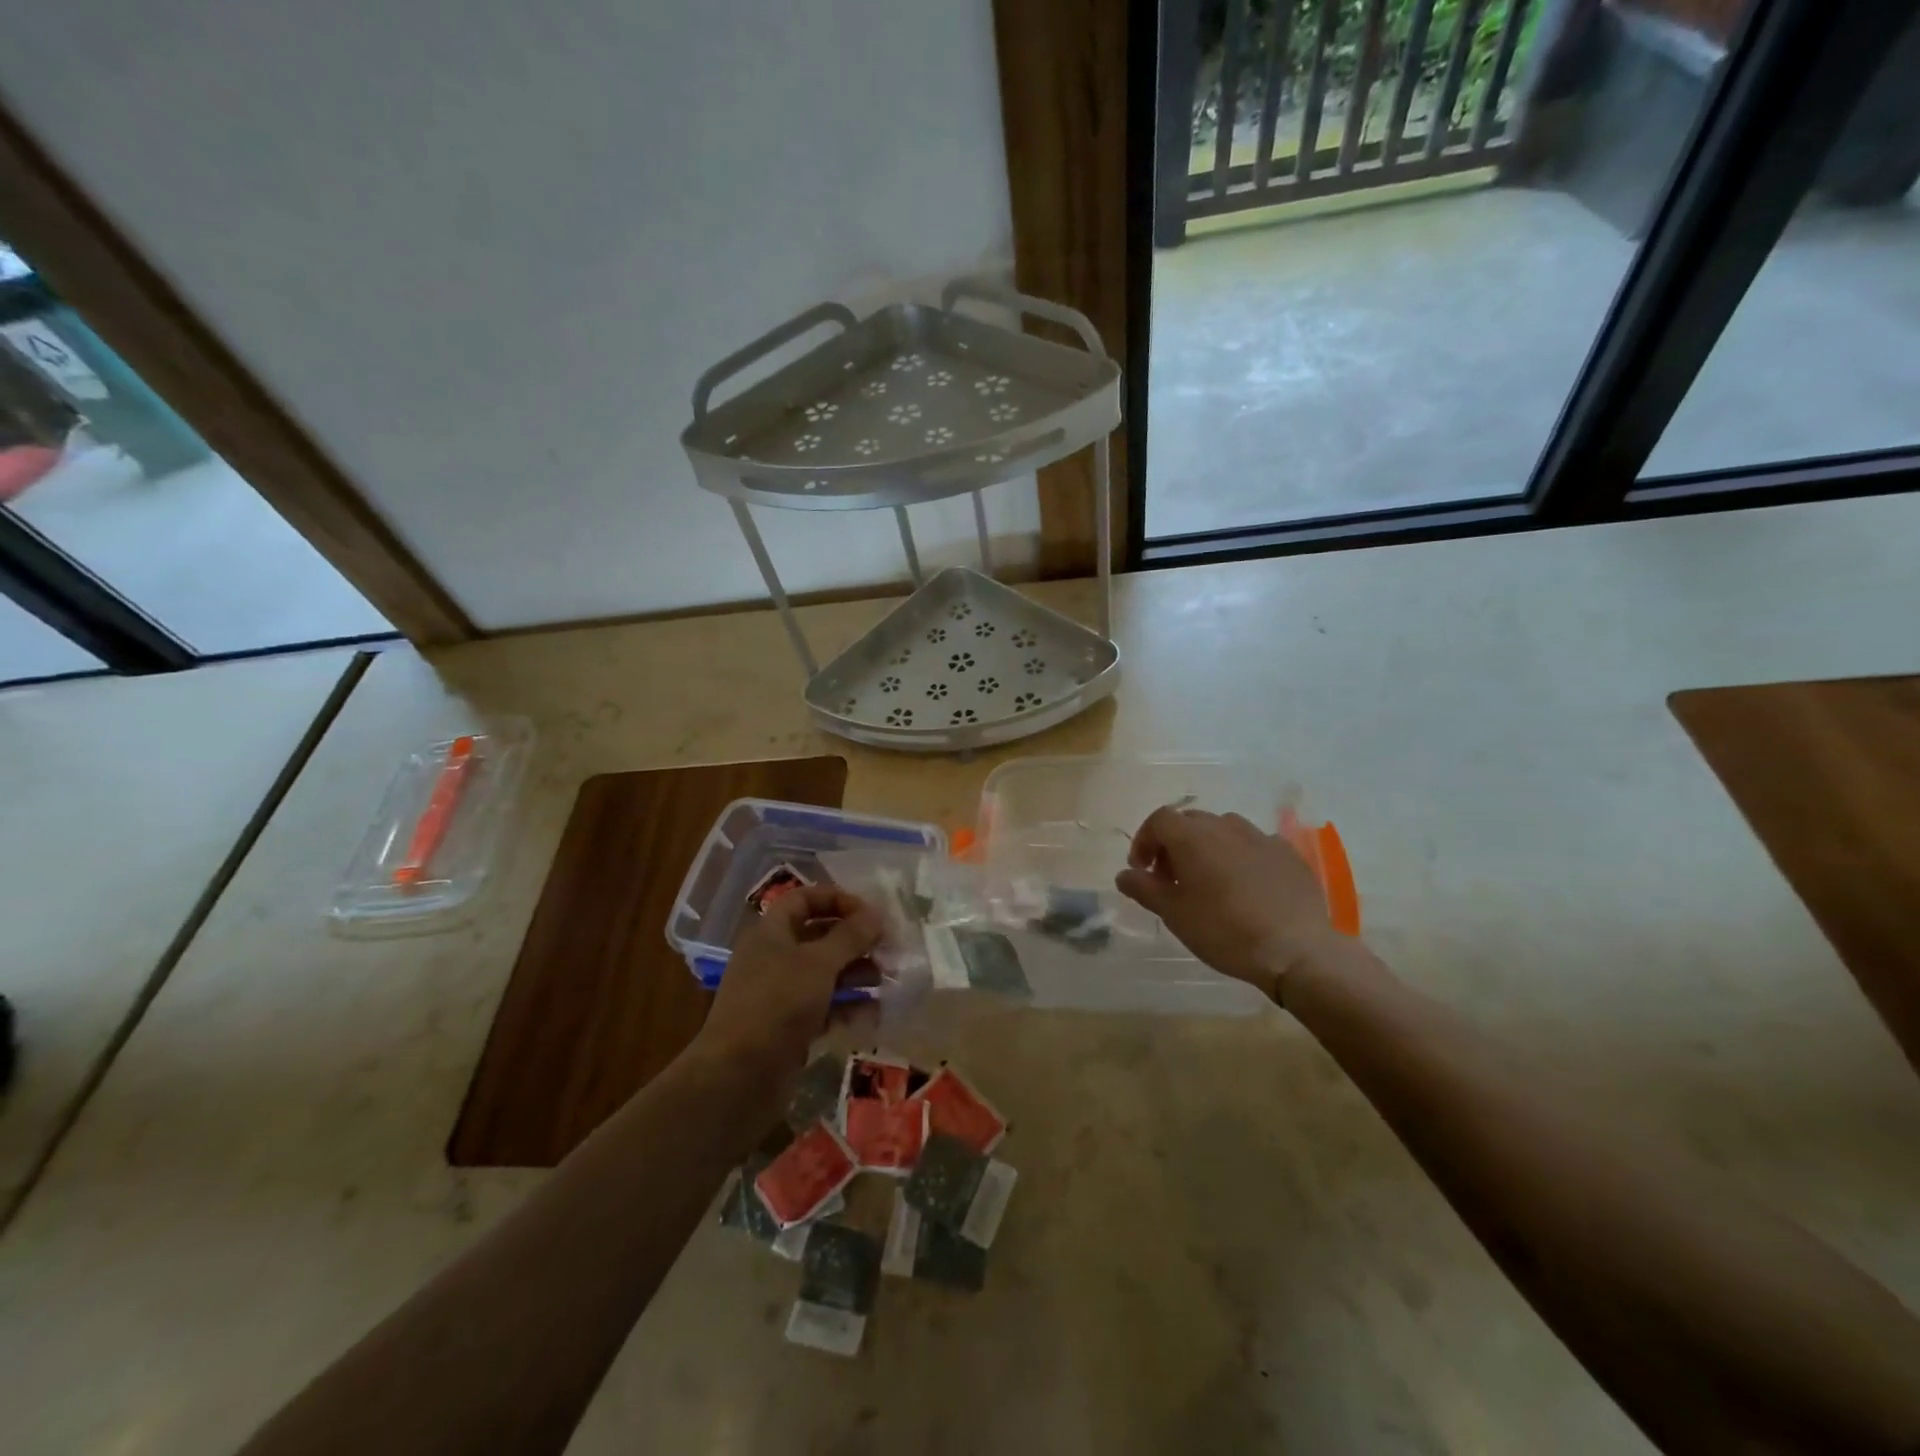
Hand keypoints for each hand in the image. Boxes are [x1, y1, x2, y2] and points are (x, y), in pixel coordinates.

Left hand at [693, 885, 882, 1097]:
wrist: (739, 1077)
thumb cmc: (777, 1004)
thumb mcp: (818, 963)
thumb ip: (849, 936)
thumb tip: (875, 913)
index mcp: (770, 933)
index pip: (803, 899)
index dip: (836, 899)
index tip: (869, 913)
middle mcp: (773, 958)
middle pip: (818, 936)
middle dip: (853, 940)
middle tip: (886, 948)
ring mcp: (780, 995)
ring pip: (824, 973)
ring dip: (855, 973)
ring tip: (885, 979)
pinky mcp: (789, 1027)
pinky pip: (824, 1007)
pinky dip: (847, 1006)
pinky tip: (873, 1013)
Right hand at [1115, 806, 1335, 1001]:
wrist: (1296, 950)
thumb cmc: (1225, 931)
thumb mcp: (1174, 914)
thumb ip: (1144, 888)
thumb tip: (1124, 874)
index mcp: (1193, 837)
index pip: (1159, 820)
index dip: (1144, 841)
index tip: (1141, 870)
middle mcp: (1226, 826)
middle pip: (1190, 821)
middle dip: (1173, 844)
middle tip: (1170, 878)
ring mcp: (1261, 837)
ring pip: (1223, 830)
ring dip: (1207, 847)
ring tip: (1208, 881)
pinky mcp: (1287, 854)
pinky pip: (1253, 844)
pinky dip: (1239, 856)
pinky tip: (1245, 886)